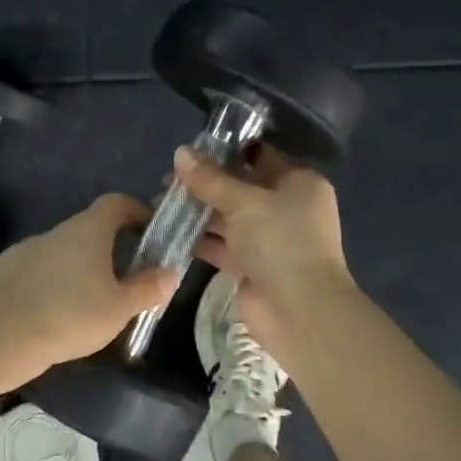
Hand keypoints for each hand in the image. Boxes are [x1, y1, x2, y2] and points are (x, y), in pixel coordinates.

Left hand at [0, 194, 178, 385]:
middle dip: (111, 247)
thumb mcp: (120, 308)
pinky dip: (52, 282)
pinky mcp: (7, 270)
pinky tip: (55, 311)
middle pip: (91, 228)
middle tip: (126, 278)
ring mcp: (29, 248)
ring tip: (90, 302)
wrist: (2, 335)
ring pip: (64, 250)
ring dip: (80, 267)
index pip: (117, 202)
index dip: (136, 211)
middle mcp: (59, 230)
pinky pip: (39, 269)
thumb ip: (148, 288)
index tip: (150, 231)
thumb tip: (170, 271)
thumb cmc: (71, 315)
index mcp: (89, 229)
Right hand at [175, 145, 352, 339]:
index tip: (191, 149)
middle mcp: (287, 208)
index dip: (227, 150)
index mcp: (299, 183)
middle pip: (241, 188)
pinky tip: (169, 231)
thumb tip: (180, 152)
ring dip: (198, 211)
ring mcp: (270, 240)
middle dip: (206, 183)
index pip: (261, 156)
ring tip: (160, 202)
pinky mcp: (253, 267)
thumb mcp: (243, 202)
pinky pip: (223, 246)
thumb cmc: (280, 242)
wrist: (299, 311)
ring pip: (229, 217)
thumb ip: (210, 179)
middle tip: (168, 179)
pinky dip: (200, 239)